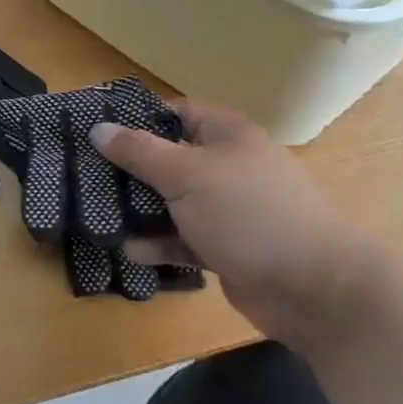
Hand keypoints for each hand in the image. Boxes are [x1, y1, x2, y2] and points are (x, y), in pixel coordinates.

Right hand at [91, 102, 384, 345]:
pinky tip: (129, 250)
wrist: (318, 291)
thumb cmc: (250, 214)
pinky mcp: (226, 247)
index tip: (96, 128)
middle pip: (168, 158)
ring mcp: (228, 209)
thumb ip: (139, 151)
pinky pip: (182, 238)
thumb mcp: (187, 174)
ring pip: (172, 200)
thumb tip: (98, 128)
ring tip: (96, 212)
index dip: (136, 117)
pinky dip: (158, 244)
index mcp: (226, 135)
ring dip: (138, 208)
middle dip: (128, 167)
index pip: (175, 112)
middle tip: (84, 172)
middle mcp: (227, 166)